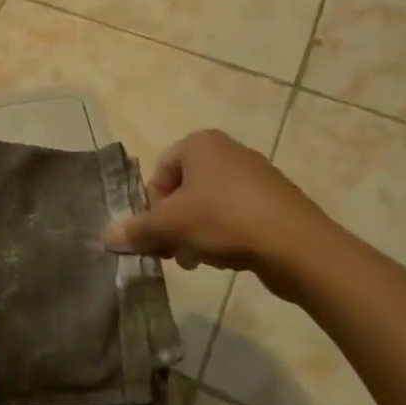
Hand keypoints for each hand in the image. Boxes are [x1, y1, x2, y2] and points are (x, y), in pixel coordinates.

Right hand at [104, 130, 339, 297]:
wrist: (299, 247)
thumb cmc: (225, 220)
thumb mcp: (171, 225)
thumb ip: (136, 230)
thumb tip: (106, 238)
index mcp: (200, 143)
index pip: (159, 173)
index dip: (151, 207)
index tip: (156, 235)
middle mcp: (228, 151)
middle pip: (183, 190)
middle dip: (173, 223)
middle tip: (172, 252)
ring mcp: (256, 176)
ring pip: (208, 206)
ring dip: (195, 234)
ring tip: (197, 261)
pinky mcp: (276, 203)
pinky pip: (236, 216)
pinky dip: (224, 236)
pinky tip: (226, 259)